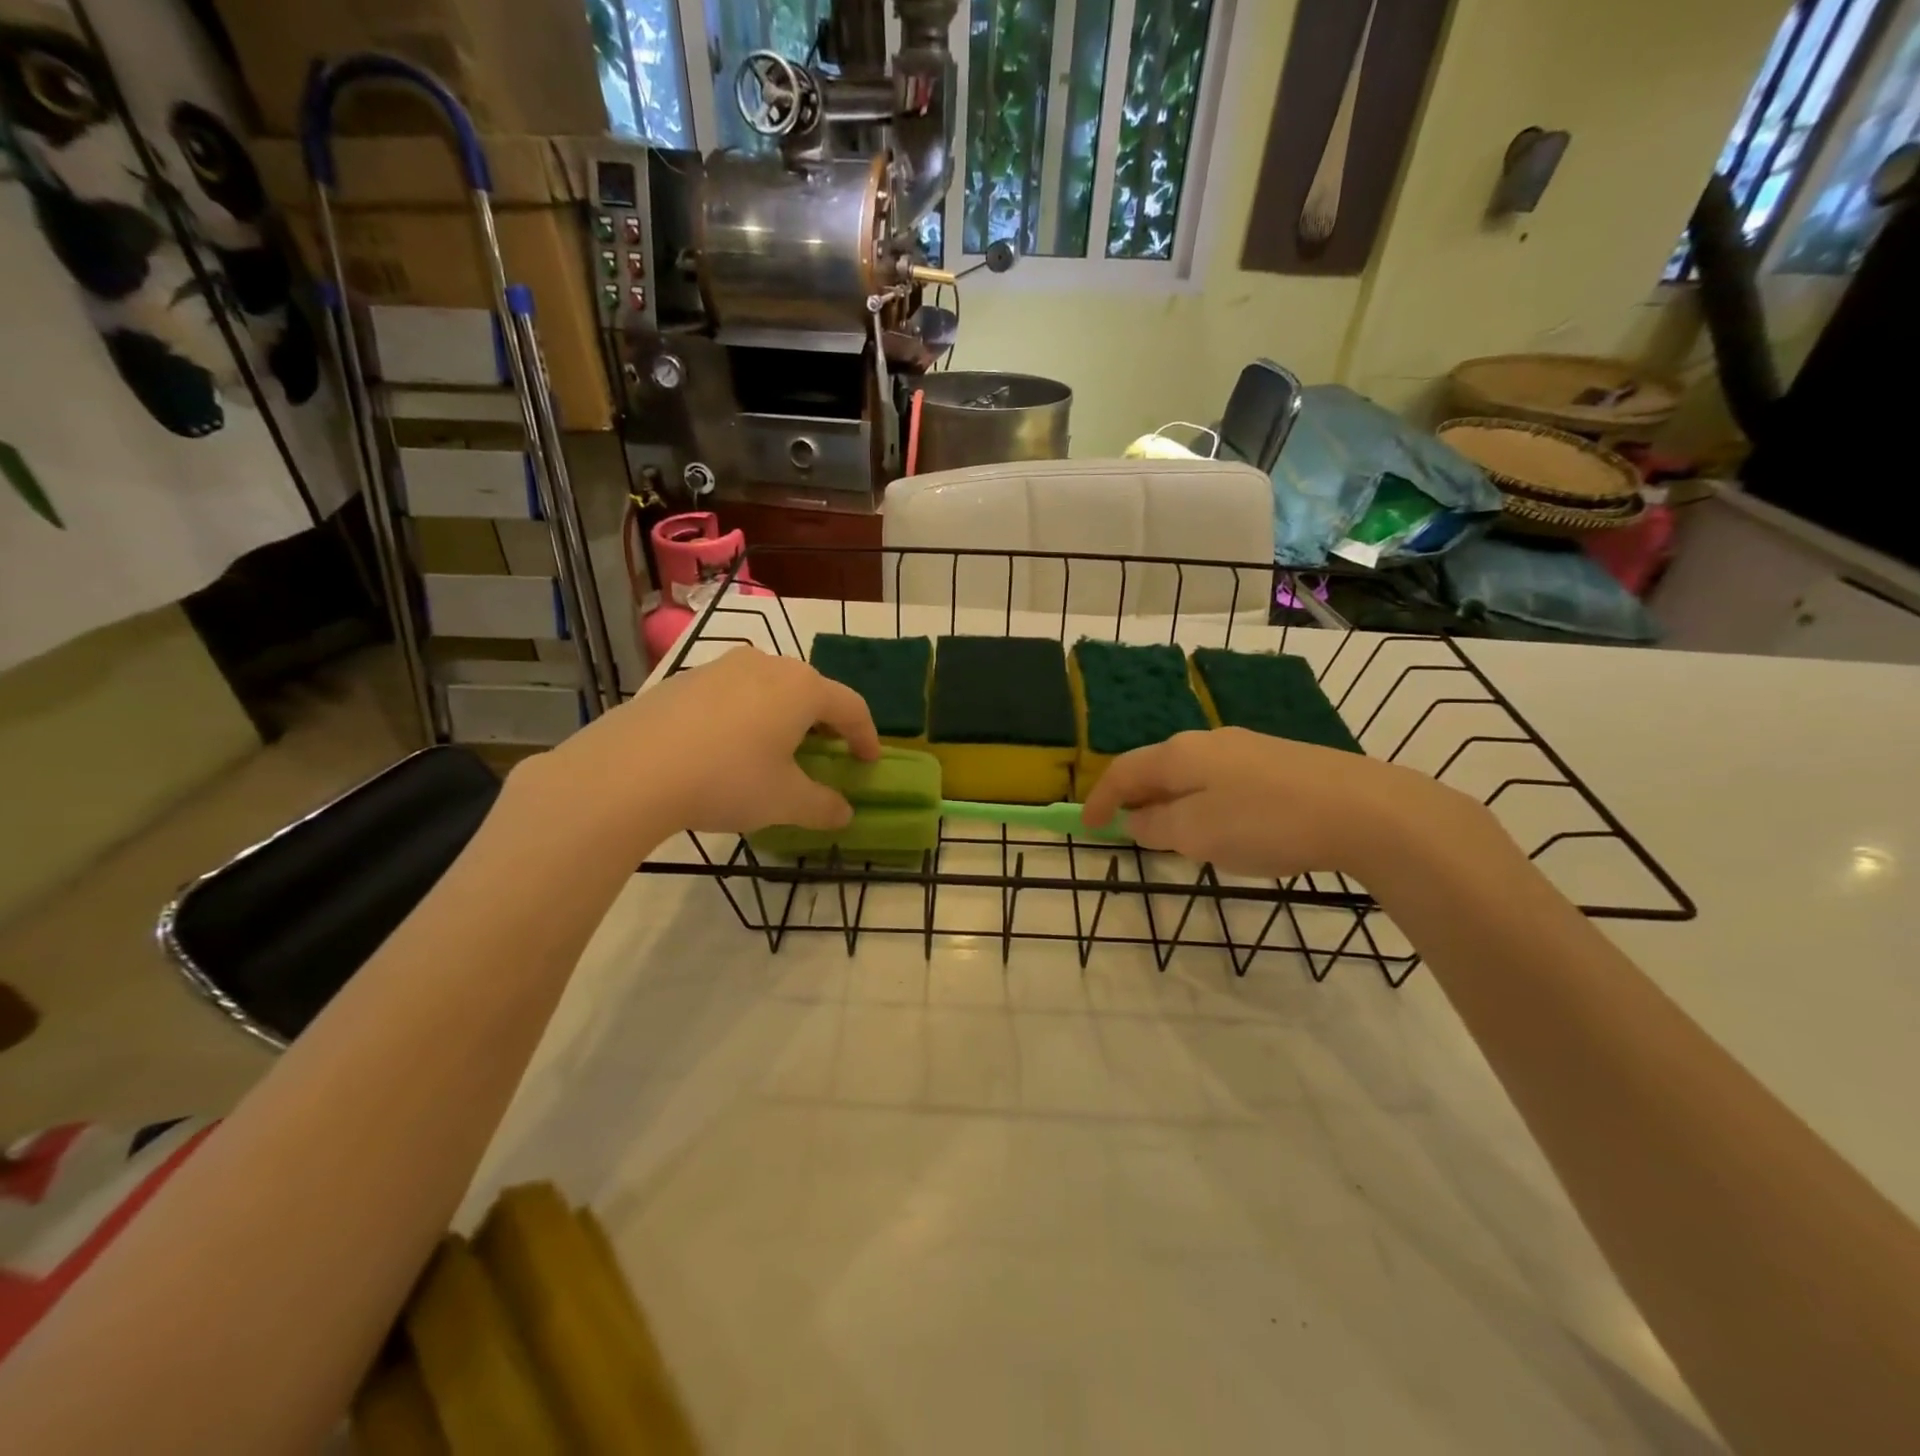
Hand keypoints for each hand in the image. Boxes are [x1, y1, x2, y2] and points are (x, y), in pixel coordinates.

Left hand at [519, 647, 879, 845]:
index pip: (851, 707)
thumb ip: (823, 806)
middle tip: (827, 753)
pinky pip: (732, 694)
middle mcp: (767, 665)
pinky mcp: (685, 680)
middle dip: (825, 723)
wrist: (630, 770)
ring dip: (784, 716)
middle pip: (811, 690)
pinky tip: (728, 748)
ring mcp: (721, 667)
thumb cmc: (727, 780)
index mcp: (802, 688)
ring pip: (769, 688)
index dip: (866, 736)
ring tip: (777, 749)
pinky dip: (746, 716)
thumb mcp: (784, 802)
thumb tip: (844, 814)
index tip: (868, 761)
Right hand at [1081, 727, 1489, 880]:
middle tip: (1128, 830)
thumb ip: (1156, 827)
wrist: (1363, 809)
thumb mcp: (1197, 834)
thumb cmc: (1265, 822)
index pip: (1122, 771)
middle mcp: (1208, 741)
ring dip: (1171, 801)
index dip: (1100, 799)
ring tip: (1173, 834)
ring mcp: (1247, 748)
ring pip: (1191, 773)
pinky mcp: (1280, 761)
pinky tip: (1225, 825)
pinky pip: (1223, 780)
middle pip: (1156, 767)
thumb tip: (1136, 820)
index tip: (1088, 827)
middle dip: (1136, 798)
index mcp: (1179, 754)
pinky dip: (1204, 801)